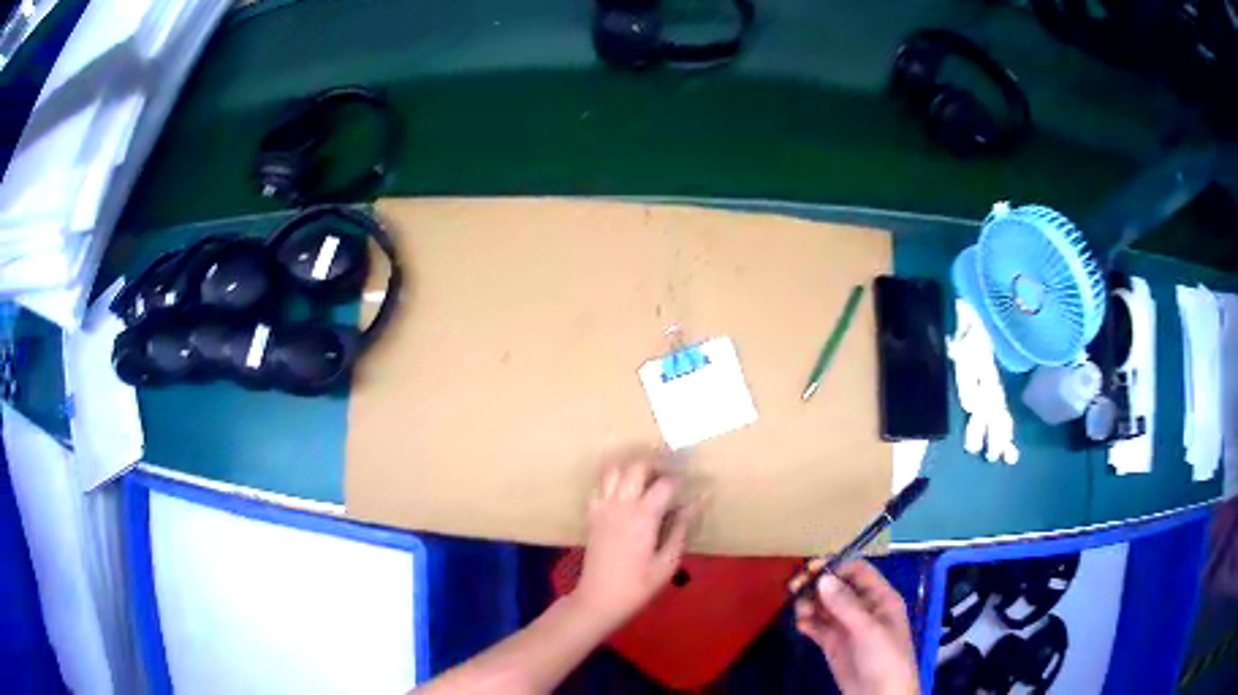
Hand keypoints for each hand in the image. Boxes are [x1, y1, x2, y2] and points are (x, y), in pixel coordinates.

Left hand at [574, 452, 703, 627]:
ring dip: (632, 469)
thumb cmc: (638, 585)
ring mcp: (603, 508)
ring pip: (615, 470)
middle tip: (669, 476)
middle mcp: (621, 505)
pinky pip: (600, 486)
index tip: (690, 484)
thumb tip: (697, 502)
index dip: (680, 480)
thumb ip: (681, 528)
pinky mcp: (592, 515)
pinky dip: (613, 482)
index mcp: (643, 517)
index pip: (665, 483)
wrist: (599, 598)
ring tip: (647, 481)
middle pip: (637, 467)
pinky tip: (625, 495)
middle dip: (656, 465)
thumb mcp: (668, 562)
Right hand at [792, 560, 918, 694]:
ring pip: (825, 606)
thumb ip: (845, 604)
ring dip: (810, 603)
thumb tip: (822, 578)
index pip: (857, 571)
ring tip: (800, 612)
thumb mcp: (868, 629)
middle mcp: (863, 608)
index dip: (835, 567)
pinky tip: (800, 625)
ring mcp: (847, 626)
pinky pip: (817, 626)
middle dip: (817, 585)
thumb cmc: (884, 657)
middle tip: (794, 588)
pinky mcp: (833, 643)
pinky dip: (807, 622)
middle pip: (837, 587)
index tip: (810, 570)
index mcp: (880, 598)